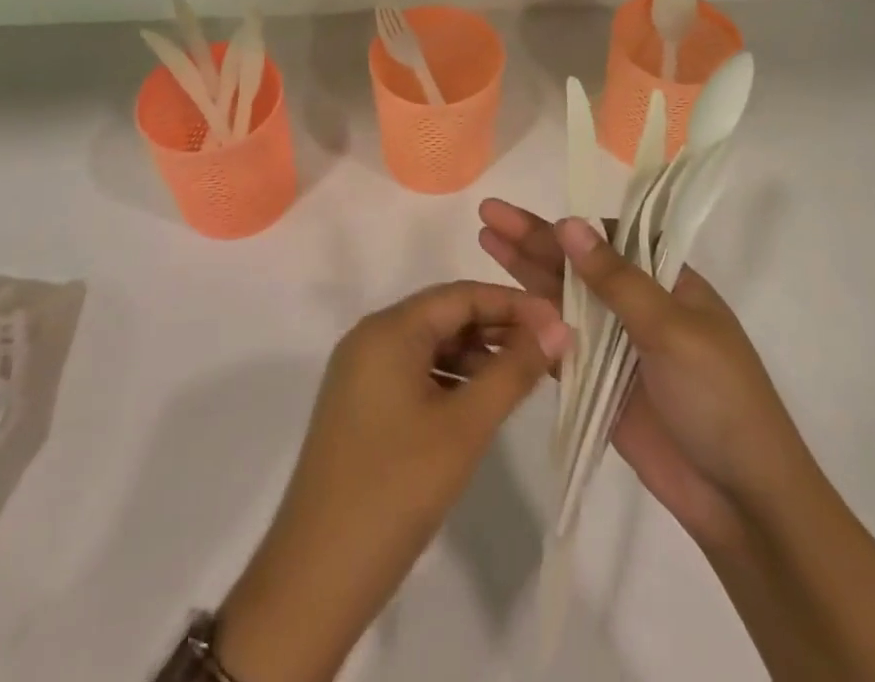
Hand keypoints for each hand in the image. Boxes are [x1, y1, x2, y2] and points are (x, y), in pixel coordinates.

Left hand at [218, 281, 569, 681]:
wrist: (315, 579)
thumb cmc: (395, 489)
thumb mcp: (464, 427)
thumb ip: (514, 372)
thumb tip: (558, 328)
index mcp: (388, 330)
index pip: (461, 295)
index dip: (513, 304)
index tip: (559, 322)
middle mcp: (370, 337)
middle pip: (445, 315)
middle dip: (498, 328)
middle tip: (549, 350)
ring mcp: (360, 372)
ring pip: (430, 345)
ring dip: (477, 355)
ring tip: (523, 376)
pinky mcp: (359, 405)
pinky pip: (414, 372)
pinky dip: (450, 378)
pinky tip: (480, 402)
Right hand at [478, 199, 811, 553]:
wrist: (740, 498)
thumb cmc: (718, 398)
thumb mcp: (671, 328)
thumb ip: (615, 279)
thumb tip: (568, 222)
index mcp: (666, 280)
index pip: (608, 238)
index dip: (566, 225)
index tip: (525, 216)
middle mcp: (637, 305)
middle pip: (576, 264)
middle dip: (533, 239)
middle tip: (488, 213)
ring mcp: (616, 345)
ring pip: (561, 299)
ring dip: (524, 272)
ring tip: (484, 241)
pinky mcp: (598, 384)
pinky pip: (558, 345)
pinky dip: (530, 325)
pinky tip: (499, 304)